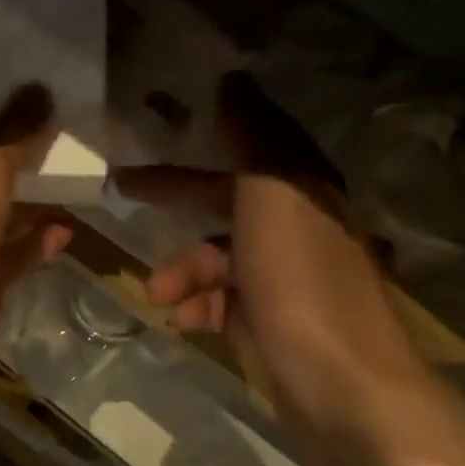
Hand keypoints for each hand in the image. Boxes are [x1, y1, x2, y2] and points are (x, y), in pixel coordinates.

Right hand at [113, 73, 434, 465]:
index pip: (246, 147)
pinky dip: (200, 305)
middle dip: (174, 198)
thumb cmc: (302, 280)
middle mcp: (297, 227)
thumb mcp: (274, 192)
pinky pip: (222, 300)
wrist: (343, 387)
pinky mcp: (272, 322)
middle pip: (223, 200)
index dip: (203, 136)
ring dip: (183, 270)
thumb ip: (251, 135)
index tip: (161, 129)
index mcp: (302, 189)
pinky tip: (186, 320)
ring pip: (217, 257)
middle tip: (121, 191)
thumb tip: (233, 78)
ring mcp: (284, 278)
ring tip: (160, 293)